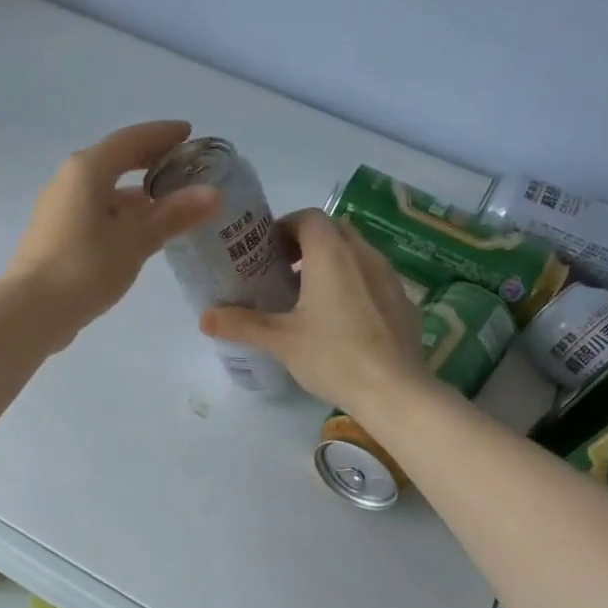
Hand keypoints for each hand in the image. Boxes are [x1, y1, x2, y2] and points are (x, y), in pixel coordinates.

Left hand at [5, 120, 218, 348]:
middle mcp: (69, 181)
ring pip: (105, 190)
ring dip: (137, 193)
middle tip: (184, 168)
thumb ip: (173, 214)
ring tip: (170, 204)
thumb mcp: (135, 240)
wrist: (30, 311)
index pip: (131, 139)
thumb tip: (213, 193)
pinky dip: (121, 214)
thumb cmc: (85, 267)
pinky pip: (95, 212)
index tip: (189, 134)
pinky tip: (139, 233)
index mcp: (87, 170)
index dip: (162, 134)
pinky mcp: (56, 235)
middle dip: (150, 162)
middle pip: (115, 161)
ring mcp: (59, 209)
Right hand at [201, 210, 424, 412]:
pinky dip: (353, 284)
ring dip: (331, 262)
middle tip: (283, 270)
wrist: (395, 390)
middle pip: (333, 230)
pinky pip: (373, 278)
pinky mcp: (403, 301)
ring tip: (309, 296)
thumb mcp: (280, 340)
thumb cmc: (333, 356)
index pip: (308, 217)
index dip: (284, 227)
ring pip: (356, 253)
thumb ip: (241, 324)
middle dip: (306, 242)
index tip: (266, 251)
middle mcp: (363, 254)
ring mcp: (388, 277)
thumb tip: (204, 317)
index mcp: (331, 254)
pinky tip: (341, 320)